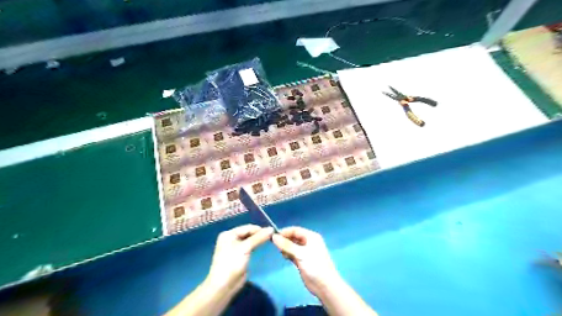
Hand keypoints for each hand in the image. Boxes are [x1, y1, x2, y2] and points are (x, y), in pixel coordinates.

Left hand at [208, 224, 274, 293]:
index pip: (247, 227)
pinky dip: (256, 246)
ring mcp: (235, 248)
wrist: (223, 286)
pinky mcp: (239, 256)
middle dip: (259, 234)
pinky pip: (249, 247)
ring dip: (258, 240)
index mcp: (229, 234)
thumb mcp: (245, 248)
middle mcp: (231, 238)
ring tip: (270, 240)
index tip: (272, 232)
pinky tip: (263, 246)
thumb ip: (258, 238)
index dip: (259, 229)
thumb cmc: (232, 263)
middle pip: (248, 233)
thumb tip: (271, 228)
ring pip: (249, 240)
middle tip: (272, 236)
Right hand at [269, 228, 339, 296]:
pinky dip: (288, 254)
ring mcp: (305, 251)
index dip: (284, 232)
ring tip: (281, 252)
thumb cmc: (314, 266)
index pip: (295, 230)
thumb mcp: (300, 254)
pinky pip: (293, 253)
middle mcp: (308, 242)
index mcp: (311, 237)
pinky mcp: (302, 260)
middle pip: (293, 237)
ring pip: (292, 245)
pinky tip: (284, 257)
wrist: (325, 286)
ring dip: (286, 247)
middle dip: (284, 240)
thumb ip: (286, 245)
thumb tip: (274, 237)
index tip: (273, 236)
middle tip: (274, 245)